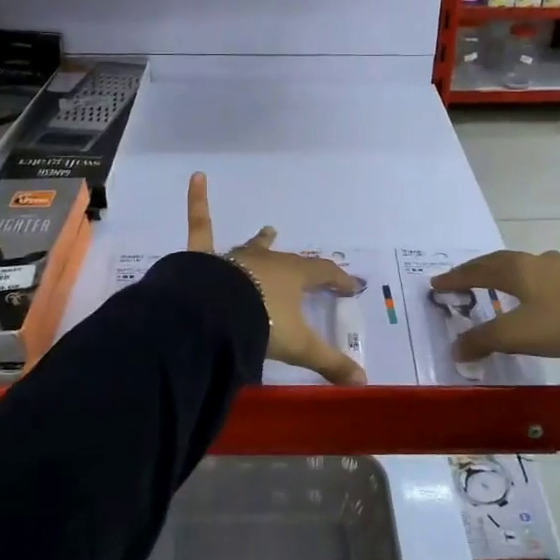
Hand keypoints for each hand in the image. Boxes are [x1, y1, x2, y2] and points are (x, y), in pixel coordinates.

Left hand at [186, 173, 366, 384]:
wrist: (214, 316)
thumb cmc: (261, 324)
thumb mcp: (299, 346)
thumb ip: (330, 363)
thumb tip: (363, 382)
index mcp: (292, 278)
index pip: (322, 274)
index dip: (338, 280)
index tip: (350, 286)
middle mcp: (266, 262)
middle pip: (287, 260)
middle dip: (299, 265)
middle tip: (306, 266)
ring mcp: (234, 258)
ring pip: (251, 247)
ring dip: (260, 242)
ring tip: (267, 231)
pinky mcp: (203, 259)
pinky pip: (200, 227)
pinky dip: (198, 202)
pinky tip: (196, 177)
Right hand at [432, 250, 559, 361]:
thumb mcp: (517, 335)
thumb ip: (483, 340)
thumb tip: (456, 347)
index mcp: (516, 271)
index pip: (476, 271)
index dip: (455, 278)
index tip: (437, 284)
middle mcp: (539, 261)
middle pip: (502, 261)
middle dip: (481, 269)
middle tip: (466, 278)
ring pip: (537, 264)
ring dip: (520, 271)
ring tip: (515, 280)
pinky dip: (559, 279)